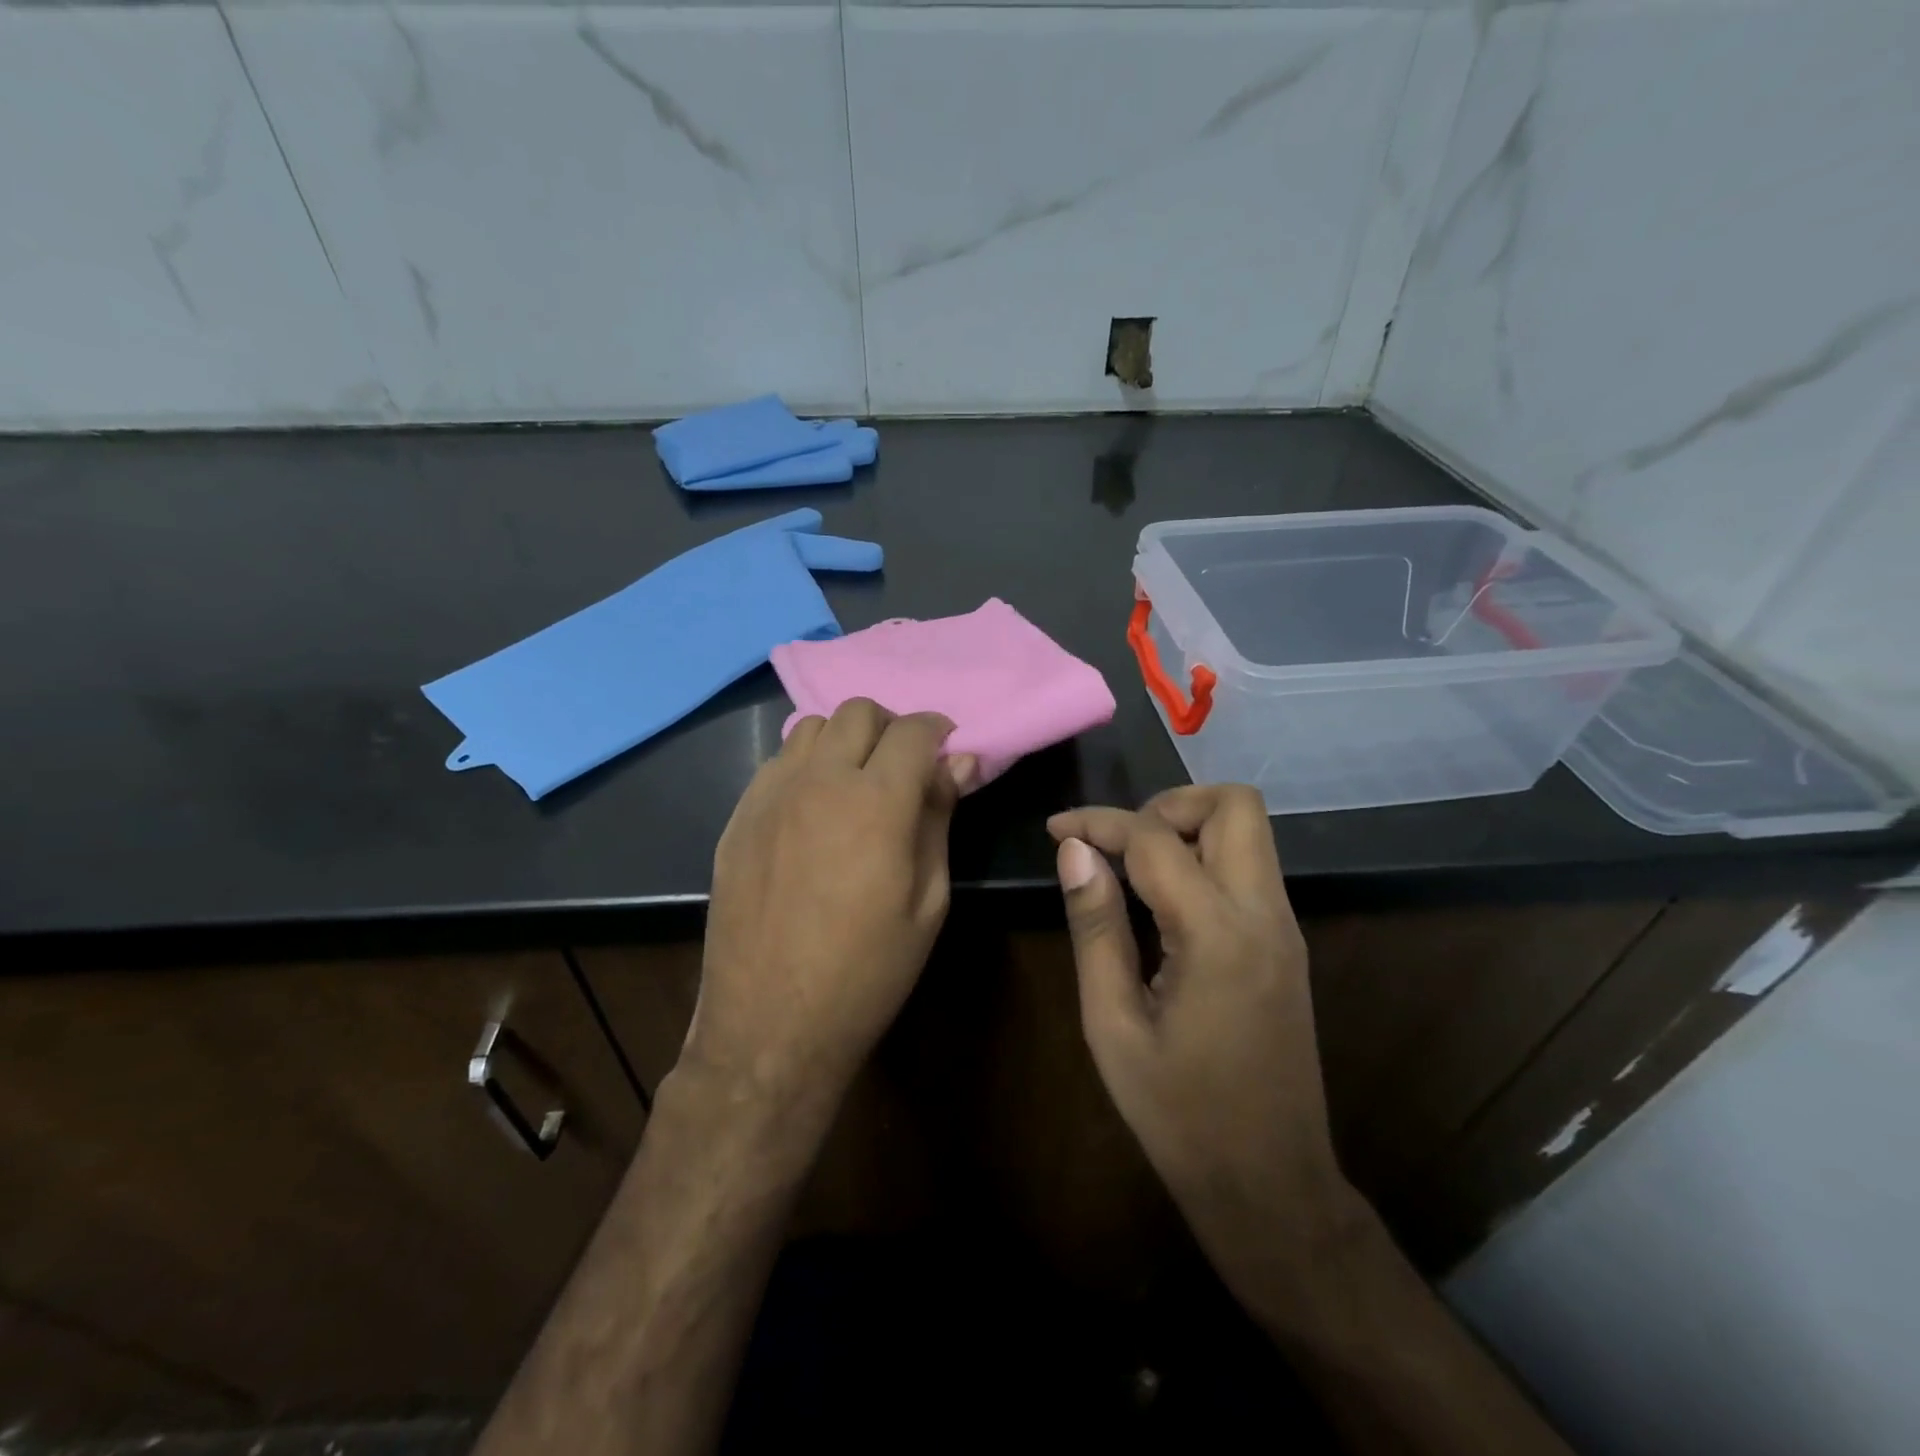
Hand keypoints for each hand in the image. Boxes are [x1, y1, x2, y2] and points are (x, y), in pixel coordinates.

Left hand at [690, 699, 971, 1117]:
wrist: (771, 1024)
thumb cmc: (867, 972)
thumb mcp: (927, 901)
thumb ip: (939, 819)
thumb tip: (960, 763)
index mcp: (876, 802)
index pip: (914, 731)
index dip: (939, 732)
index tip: (948, 751)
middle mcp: (819, 781)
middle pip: (859, 712)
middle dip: (892, 728)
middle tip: (905, 768)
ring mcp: (771, 795)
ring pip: (812, 727)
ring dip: (845, 741)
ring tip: (857, 783)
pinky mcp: (739, 816)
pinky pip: (777, 762)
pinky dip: (806, 765)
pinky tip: (814, 809)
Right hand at [1048, 786, 1364, 1318]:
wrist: (1269, 1185)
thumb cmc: (1178, 1114)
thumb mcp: (1112, 1022)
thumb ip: (1096, 925)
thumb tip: (1075, 850)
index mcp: (1218, 933)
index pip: (1156, 838)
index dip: (1099, 821)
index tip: (1056, 830)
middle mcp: (1265, 914)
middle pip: (1235, 806)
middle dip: (1167, 805)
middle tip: (1115, 843)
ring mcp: (1284, 928)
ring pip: (1249, 831)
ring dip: (1188, 827)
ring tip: (1130, 867)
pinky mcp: (1286, 944)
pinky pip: (1248, 868)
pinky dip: (1204, 857)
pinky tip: (1161, 900)